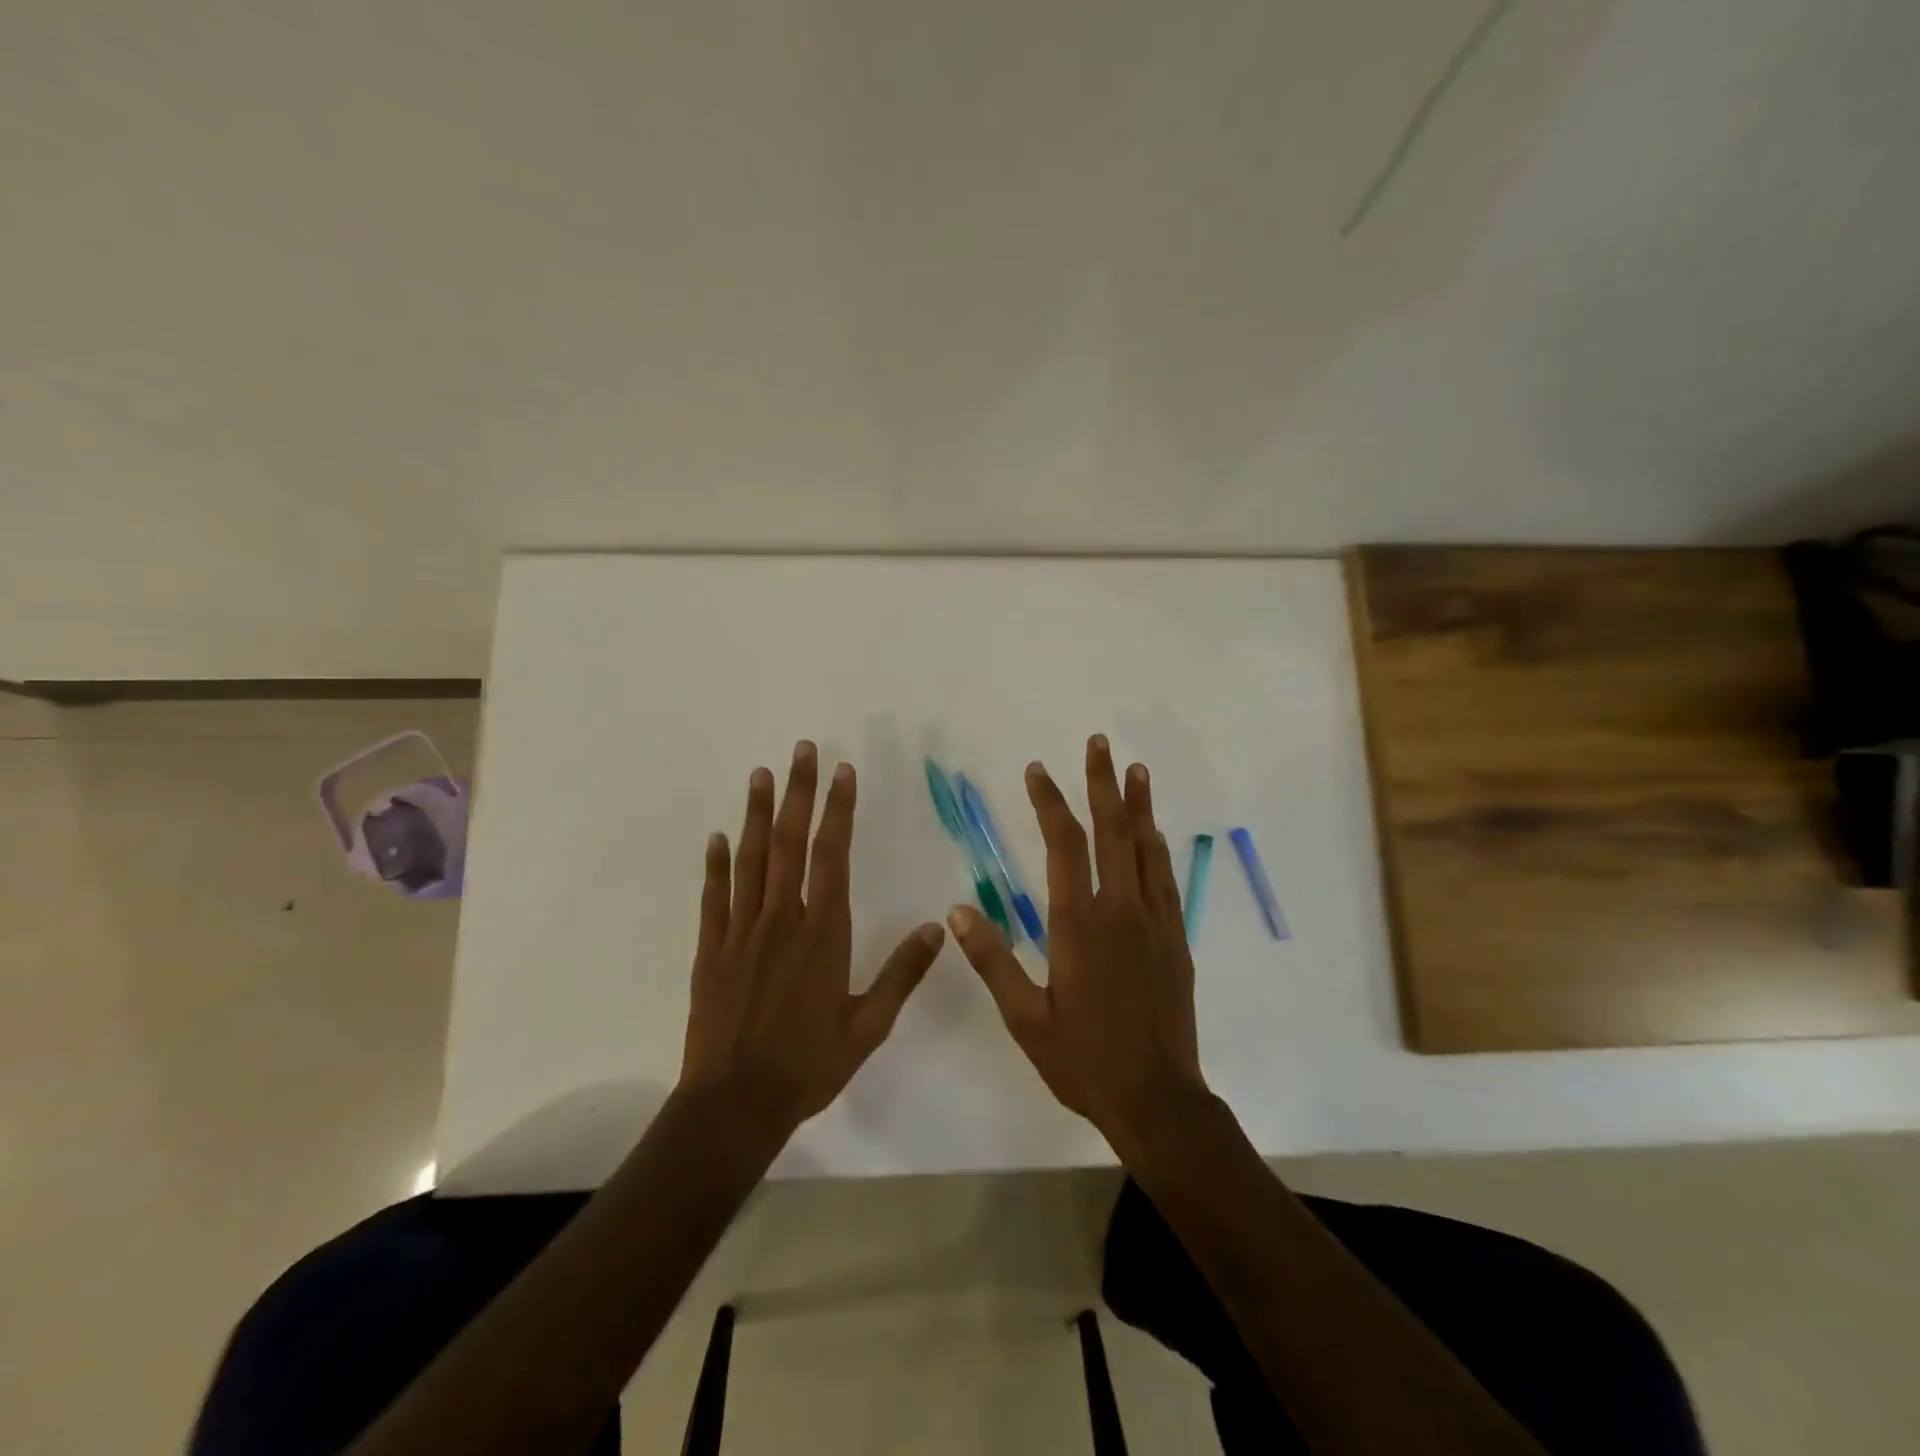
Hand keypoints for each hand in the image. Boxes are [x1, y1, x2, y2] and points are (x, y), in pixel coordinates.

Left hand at [680, 740, 946, 1133]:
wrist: (734, 1104)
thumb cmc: (808, 1065)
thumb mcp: (869, 1026)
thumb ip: (903, 974)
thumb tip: (940, 928)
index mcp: (823, 933)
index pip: (832, 856)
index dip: (839, 810)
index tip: (844, 772)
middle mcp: (782, 920)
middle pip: (789, 842)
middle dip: (798, 792)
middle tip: (801, 751)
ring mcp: (741, 931)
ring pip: (750, 859)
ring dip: (755, 813)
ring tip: (761, 775)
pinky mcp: (711, 950)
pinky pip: (715, 897)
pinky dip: (716, 864)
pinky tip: (717, 837)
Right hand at [947, 734, 1207, 1153]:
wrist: (1158, 1100)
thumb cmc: (1083, 1061)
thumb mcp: (1025, 1018)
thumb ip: (993, 960)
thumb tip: (956, 911)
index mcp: (1078, 925)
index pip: (1063, 846)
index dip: (1050, 802)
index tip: (1037, 770)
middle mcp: (1120, 911)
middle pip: (1111, 832)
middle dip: (1101, 783)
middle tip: (1098, 743)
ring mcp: (1154, 923)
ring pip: (1145, 848)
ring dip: (1138, 805)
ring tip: (1134, 769)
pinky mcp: (1176, 940)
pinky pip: (1166, 880)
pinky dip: (1157, 848)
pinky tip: (1155, 832)